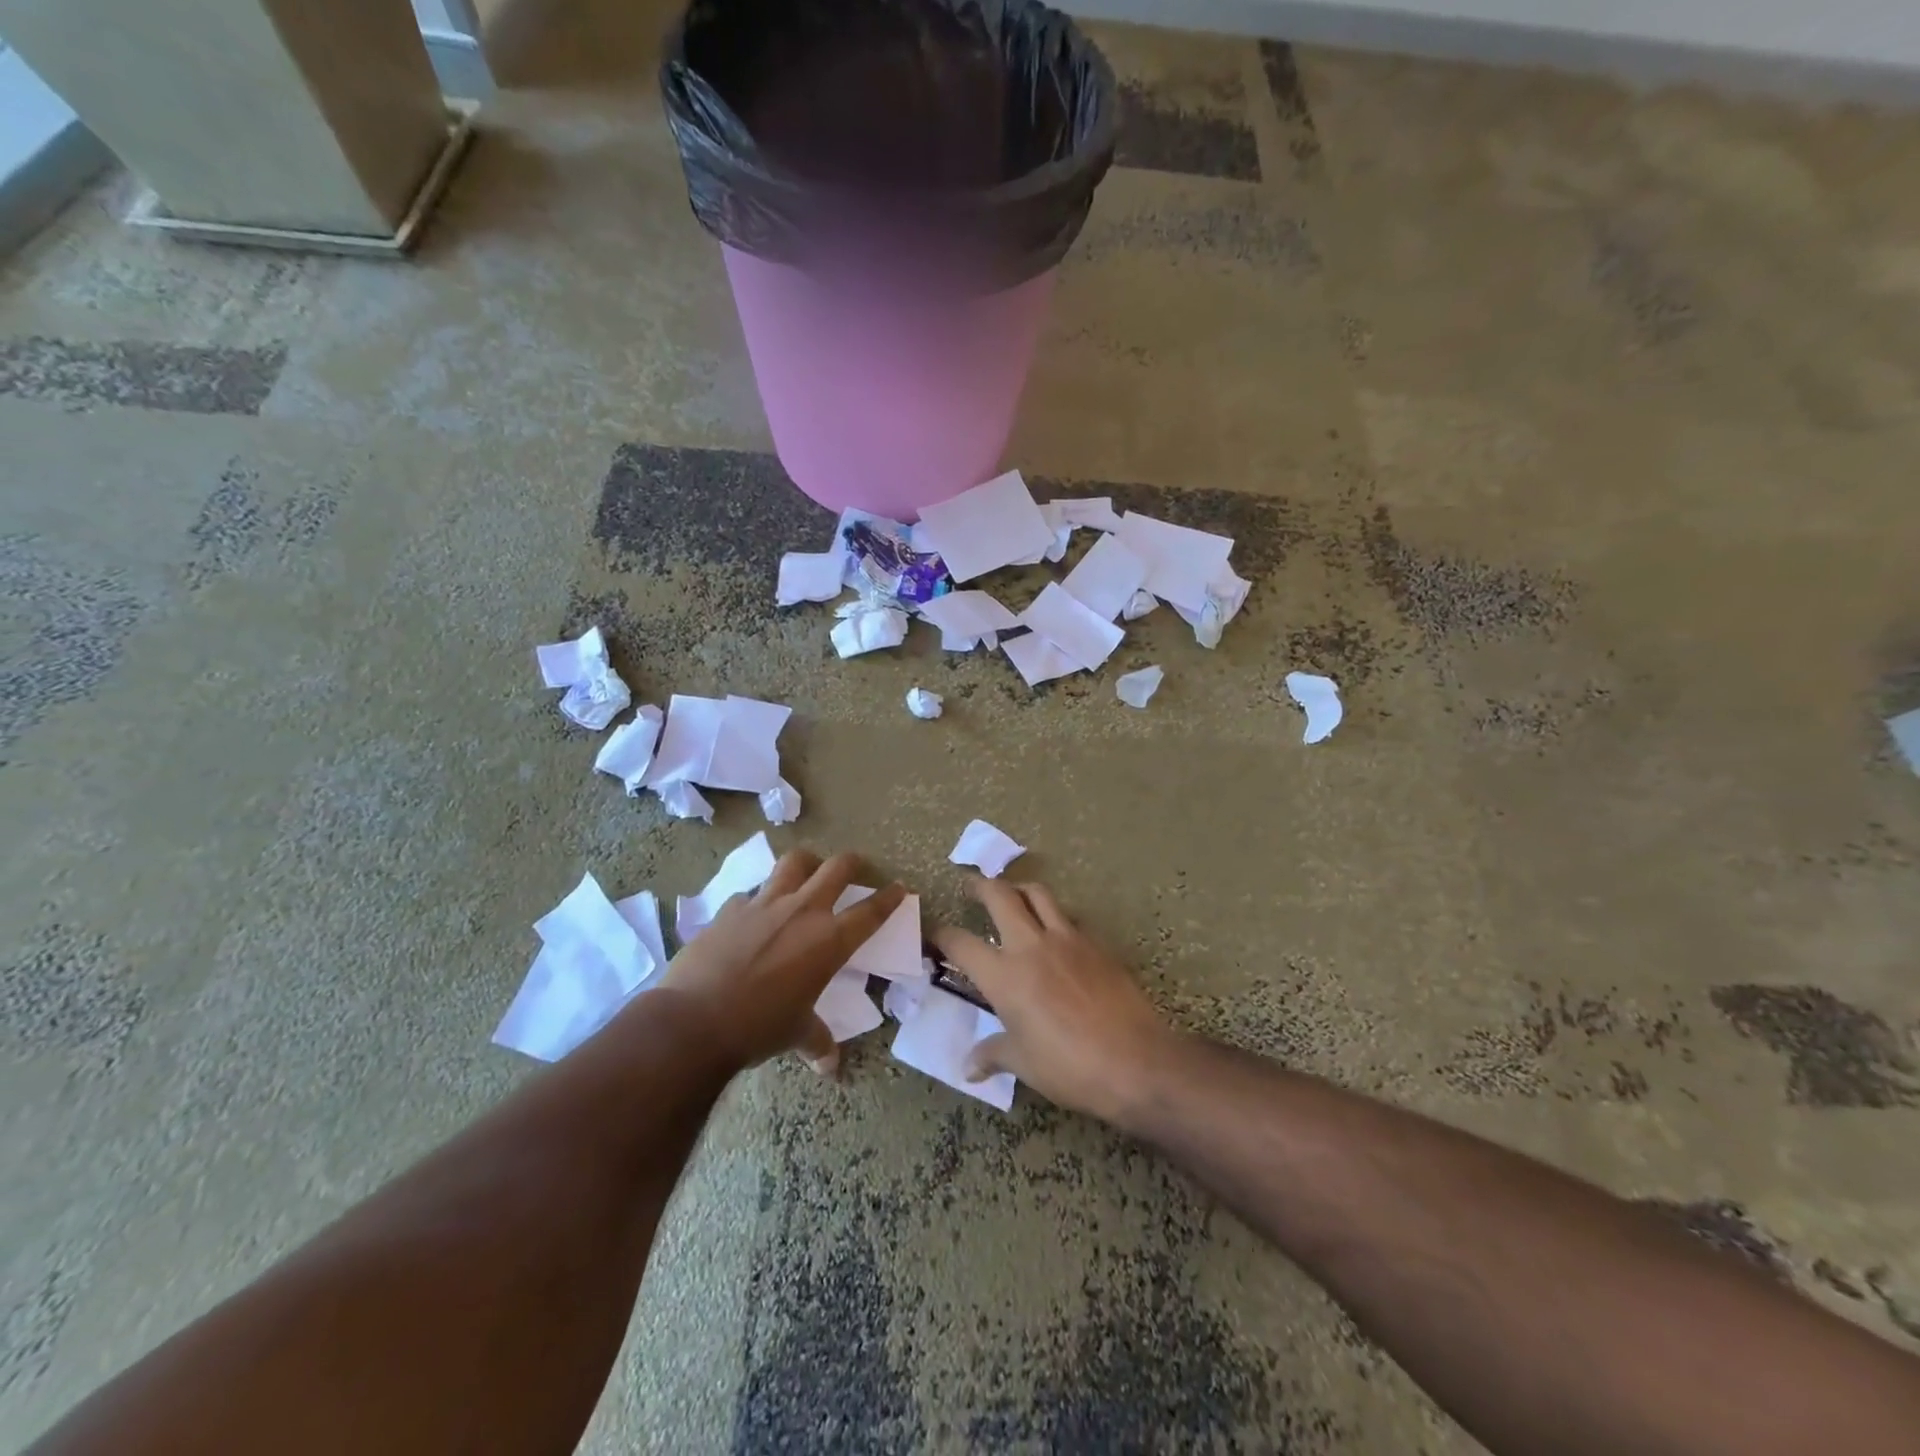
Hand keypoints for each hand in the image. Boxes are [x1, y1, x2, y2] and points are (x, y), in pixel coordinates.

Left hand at [662, 850, 905, 1074]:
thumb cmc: (758, 1027)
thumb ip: (817, 1041)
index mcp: (829, 940)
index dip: (889, 897)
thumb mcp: (796, 1034)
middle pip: (837, 868)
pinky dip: (756, 900)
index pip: (871, 912)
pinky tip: (751, 915)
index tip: (899, 887)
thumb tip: (830, 1068)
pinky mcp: (730, 909)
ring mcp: (763, 904)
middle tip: (855, 867)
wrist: (695, 1020)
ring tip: (806, 870)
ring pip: (793, 862)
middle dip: (852, 863)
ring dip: (806, 863)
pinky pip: (749, 894)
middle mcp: (802, 911)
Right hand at [931, 879, 1172, 1122]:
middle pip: (999, 896)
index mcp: (1004, 976)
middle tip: (970, 886)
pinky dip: (1055, 915)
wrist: (1136, 1060)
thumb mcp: (1024, 1064)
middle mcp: (1031, 946)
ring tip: (1012, 894)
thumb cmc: (1070, 1066)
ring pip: (1038, 894)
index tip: (933, 933)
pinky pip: (1069, 916)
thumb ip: (993, 1054)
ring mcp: (1067, 939)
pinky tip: (1056, 931)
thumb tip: (969, 1067)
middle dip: (980, 886)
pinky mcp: (1096, 943)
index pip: (960, 943)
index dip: (940, 934)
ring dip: (1019, 889)